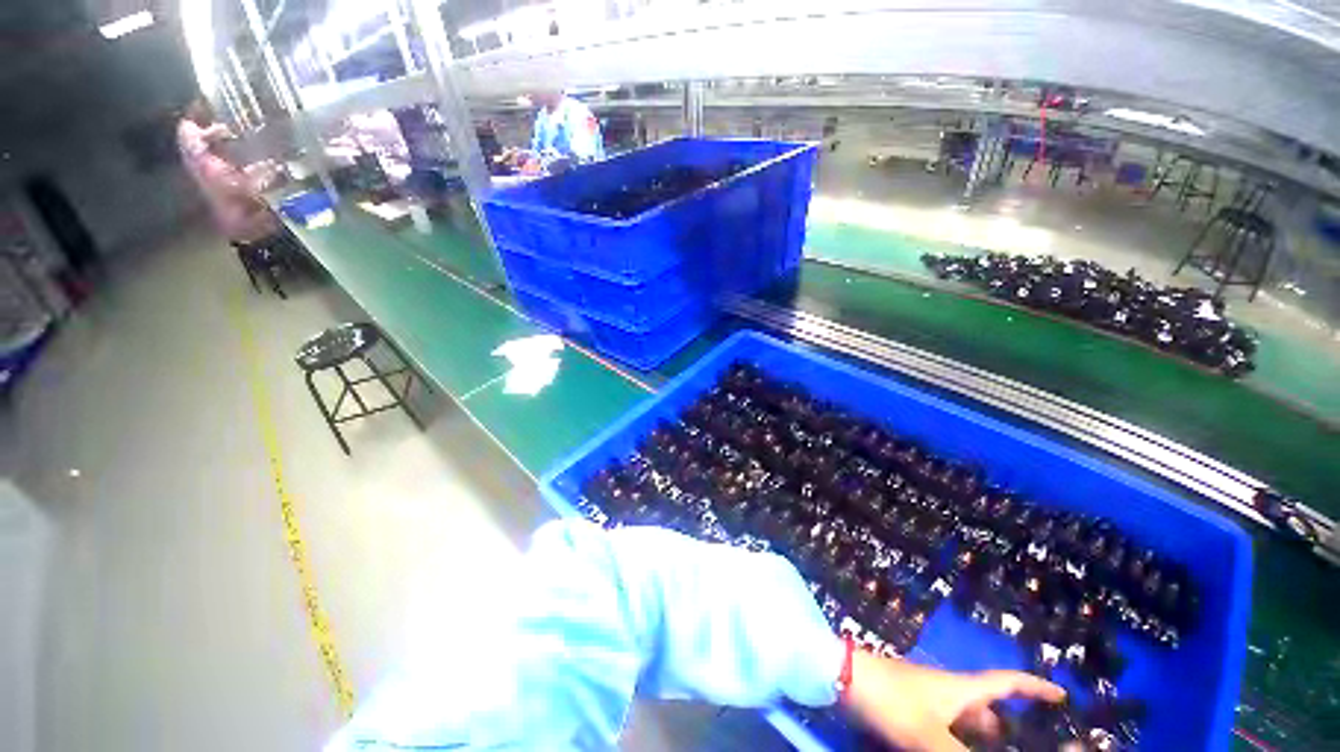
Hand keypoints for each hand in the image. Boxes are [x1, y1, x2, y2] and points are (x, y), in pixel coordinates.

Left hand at [844, 649, 1064, 750]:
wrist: (845, 677)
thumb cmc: (892, 700)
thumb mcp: (930, 737)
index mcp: (961, 690)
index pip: (1007, 683)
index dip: (1036, 687)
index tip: (1063, 696)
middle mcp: (948, 691)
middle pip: (988, 707)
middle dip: (1009, 728)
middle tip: (1028, 747)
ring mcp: (927, 697)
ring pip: (965, 719)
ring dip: (981, 737)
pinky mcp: (909, 706)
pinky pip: (943, 724)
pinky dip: (956, 739)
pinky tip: (955, 751)